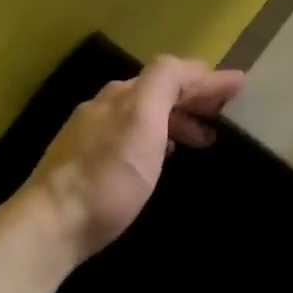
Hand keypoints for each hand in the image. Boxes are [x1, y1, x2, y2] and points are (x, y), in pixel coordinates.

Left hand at [22, 55, 243, 265]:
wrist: (53, 225)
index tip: (239, 84)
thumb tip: (191, 67)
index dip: (208, 78)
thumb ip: (164, 84)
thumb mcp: (142, 121)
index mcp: (124, 94)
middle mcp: (106, 106)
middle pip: (157, 90)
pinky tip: (162, 155)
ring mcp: (92, 133)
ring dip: (178, 118)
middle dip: (194, 96)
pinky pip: (131, 134)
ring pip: (144, 113)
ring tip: (203, 138)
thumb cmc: (108, 176)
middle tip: (224, 111)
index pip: (172, 72)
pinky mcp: (85, 162)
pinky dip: (158, 136)